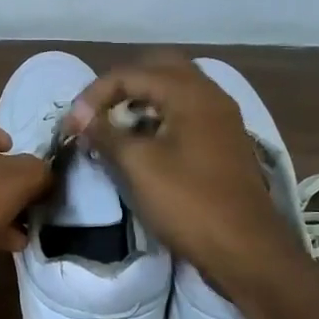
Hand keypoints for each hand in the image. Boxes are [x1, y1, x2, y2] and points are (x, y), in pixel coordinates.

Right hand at [66, 52, 301, 293]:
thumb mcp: (139, 166)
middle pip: (160, 69)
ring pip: (176, 90)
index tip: (73, 124)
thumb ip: (107, 134)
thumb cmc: (189, 203)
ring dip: (143, 100)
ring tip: (115, 126)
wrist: (246, 249)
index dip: (95, 94)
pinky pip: (188, 113)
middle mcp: (210, 96)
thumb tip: (81, 116)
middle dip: (123, 85)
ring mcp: (222, 119)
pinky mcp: (224, 143)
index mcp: (190, 93)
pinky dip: (161, 117)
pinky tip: (144, 143)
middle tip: (97, 111)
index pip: (132, 72)